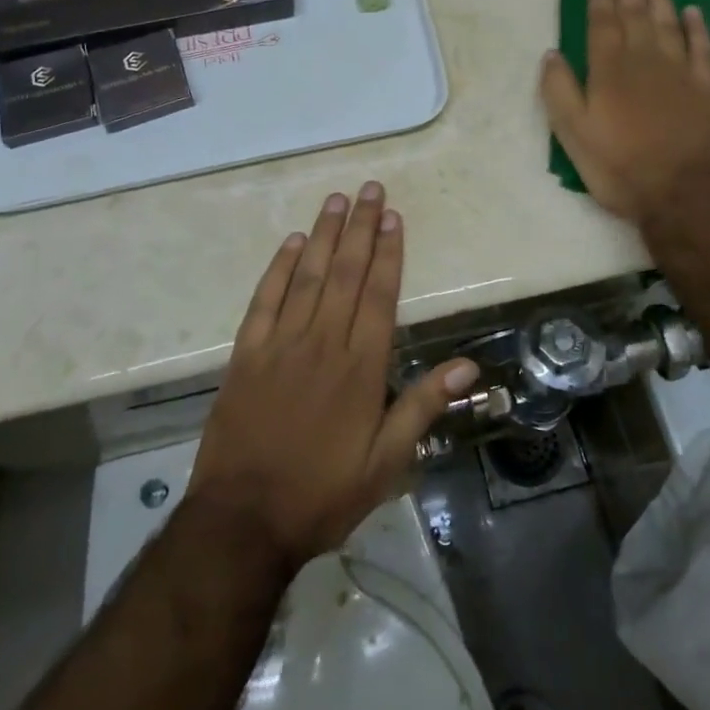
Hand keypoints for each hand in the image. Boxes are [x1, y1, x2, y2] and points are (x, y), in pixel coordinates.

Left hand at [188, 183, 478, 566]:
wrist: (242, 521)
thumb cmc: (322, 494)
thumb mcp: (386, 463)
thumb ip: (423, 407)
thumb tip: (467, 366)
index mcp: (360, 368)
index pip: (379, 294)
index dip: (388, 252)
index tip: (393, 216)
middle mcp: (322, 343)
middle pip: (345, 273)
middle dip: (360, 227)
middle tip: (369, 188)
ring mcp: (280, 344)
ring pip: (306, 276)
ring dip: (323, 234)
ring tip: (336, 199)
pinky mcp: (245, 354)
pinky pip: (264, 300)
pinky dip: (277, 268)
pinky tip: (290, 242)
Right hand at [540, 0, 709, 222]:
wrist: (681, 193)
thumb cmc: (619, 166)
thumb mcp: (573, 135)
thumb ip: (560, 91)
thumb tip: (552, 54)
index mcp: (609, 70)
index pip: (602, 21)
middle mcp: (645, 60)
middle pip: (636, 13)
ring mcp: (680, 71)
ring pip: (669, 22)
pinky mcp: (706, 88)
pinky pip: (702, 47)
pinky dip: (697, 26)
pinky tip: (693, 11)